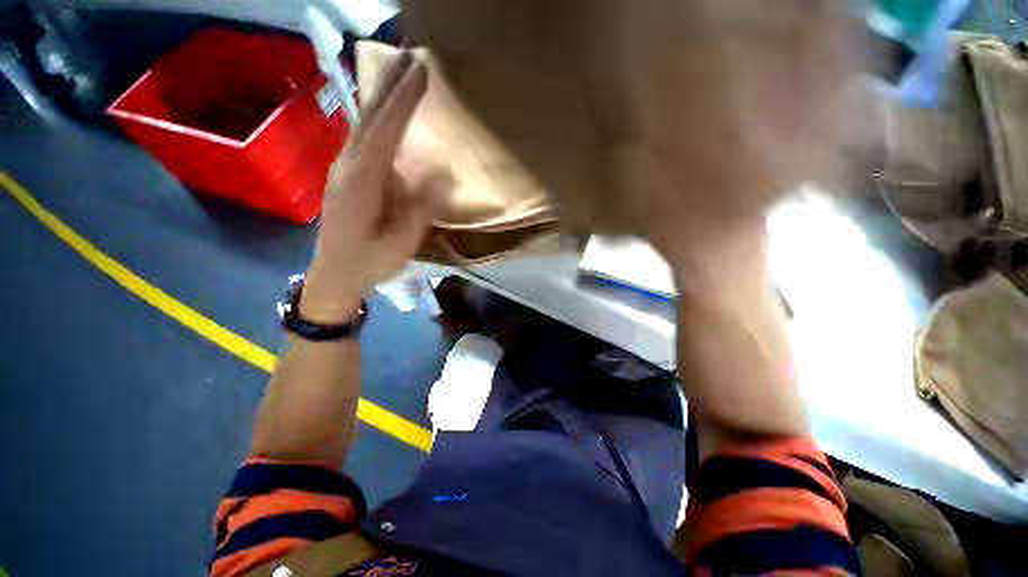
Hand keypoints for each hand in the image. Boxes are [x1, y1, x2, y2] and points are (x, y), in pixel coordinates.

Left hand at [302, 52, 448, 322]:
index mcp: (361, 181)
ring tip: (401, 73)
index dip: (403, 101)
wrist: (334, 273)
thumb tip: (441, 174)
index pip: (384, 130)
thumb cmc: (370, 261)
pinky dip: (376, 116)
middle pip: (369, 116)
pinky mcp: (345, 174)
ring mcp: (342, 167)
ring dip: (382, 95)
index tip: (421, 72)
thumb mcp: (401, 241)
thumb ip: (420, 208)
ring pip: (363, 122)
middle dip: (390, 84)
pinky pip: (363, 136)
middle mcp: (347, 165)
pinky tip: (385, 110)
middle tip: (411, 56)